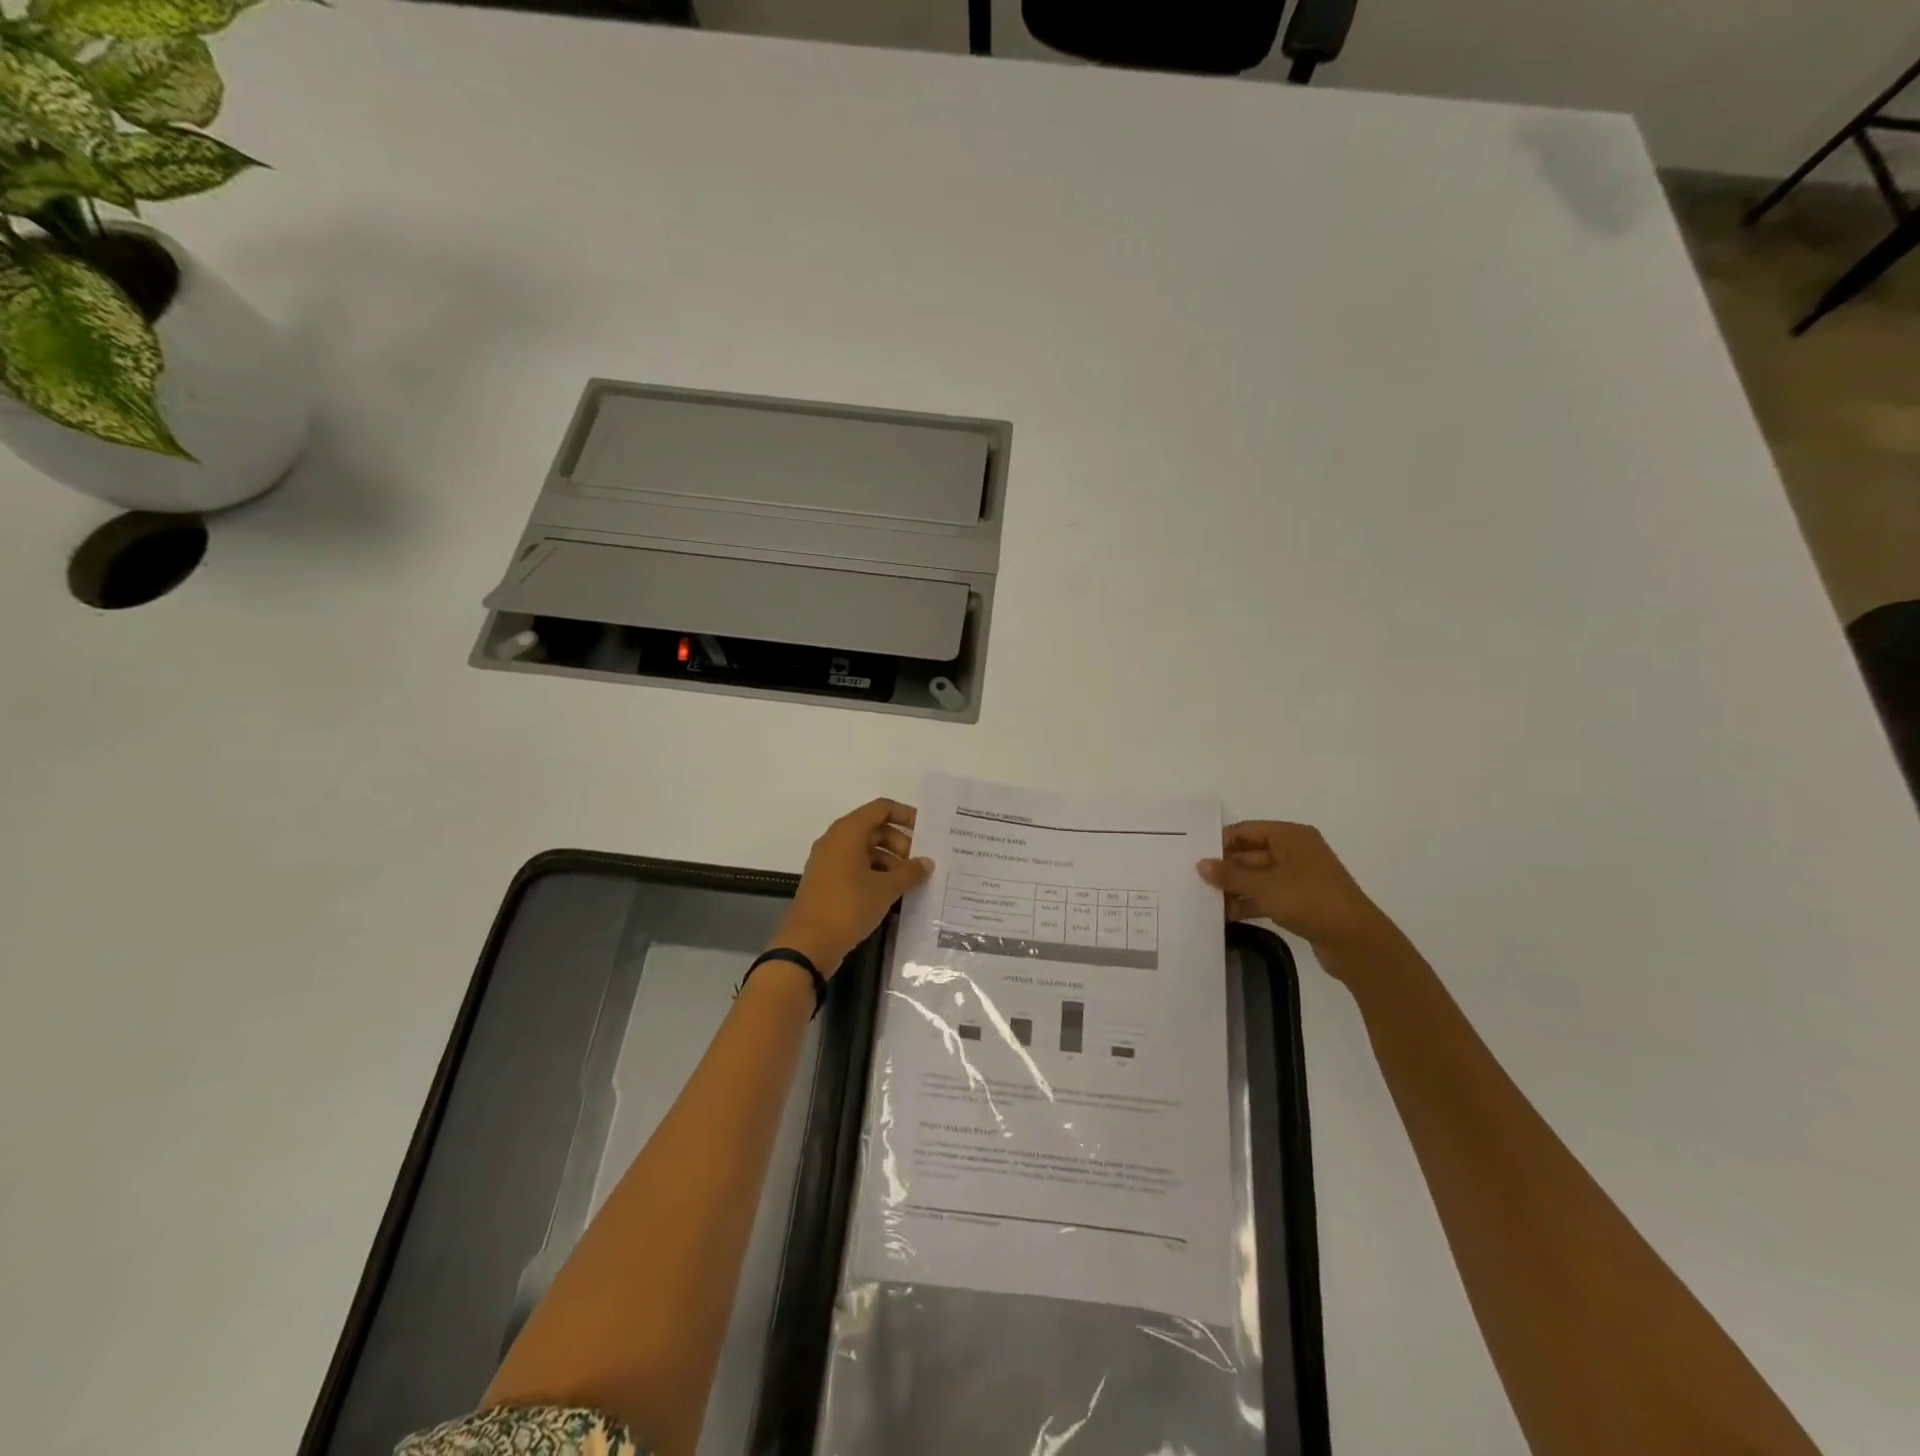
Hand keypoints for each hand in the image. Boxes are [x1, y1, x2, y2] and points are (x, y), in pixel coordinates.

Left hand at [774, 799, 932, 974]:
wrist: (808, 944)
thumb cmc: (848, 906)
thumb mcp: (885, 889)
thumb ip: (910, 872)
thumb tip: (926, 863)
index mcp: (848, 832)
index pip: (881, 808)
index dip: (905, 815)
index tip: (927, 831)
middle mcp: (835, 840)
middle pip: (874, 829)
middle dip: (899, 843)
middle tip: (919, 864)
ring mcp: (828, 861)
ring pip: (864, 849)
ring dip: (889, 860)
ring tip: (909, 882)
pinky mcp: (826, 881)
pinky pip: (854, 866)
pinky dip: (874, 873)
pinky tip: (891, 893)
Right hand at [1198, 821, 1394, 955]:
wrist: (1356, 942)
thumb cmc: (1310, 901)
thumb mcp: (1265, 886)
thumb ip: (1231, 874)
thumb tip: (1201, 864)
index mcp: (1291, 837)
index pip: (1246, 831)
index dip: (1220, 842)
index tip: (1193, 856)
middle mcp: (1295, 852)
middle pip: (1250, 854)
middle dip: (1224, 868)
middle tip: (1193, 880)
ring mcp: (1298, 878)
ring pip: (1257, 877)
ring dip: (1234, 888)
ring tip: (1203, 899)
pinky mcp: (1300, 901)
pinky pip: (1266, 896)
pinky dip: (1248, 903)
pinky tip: (1225, 915)